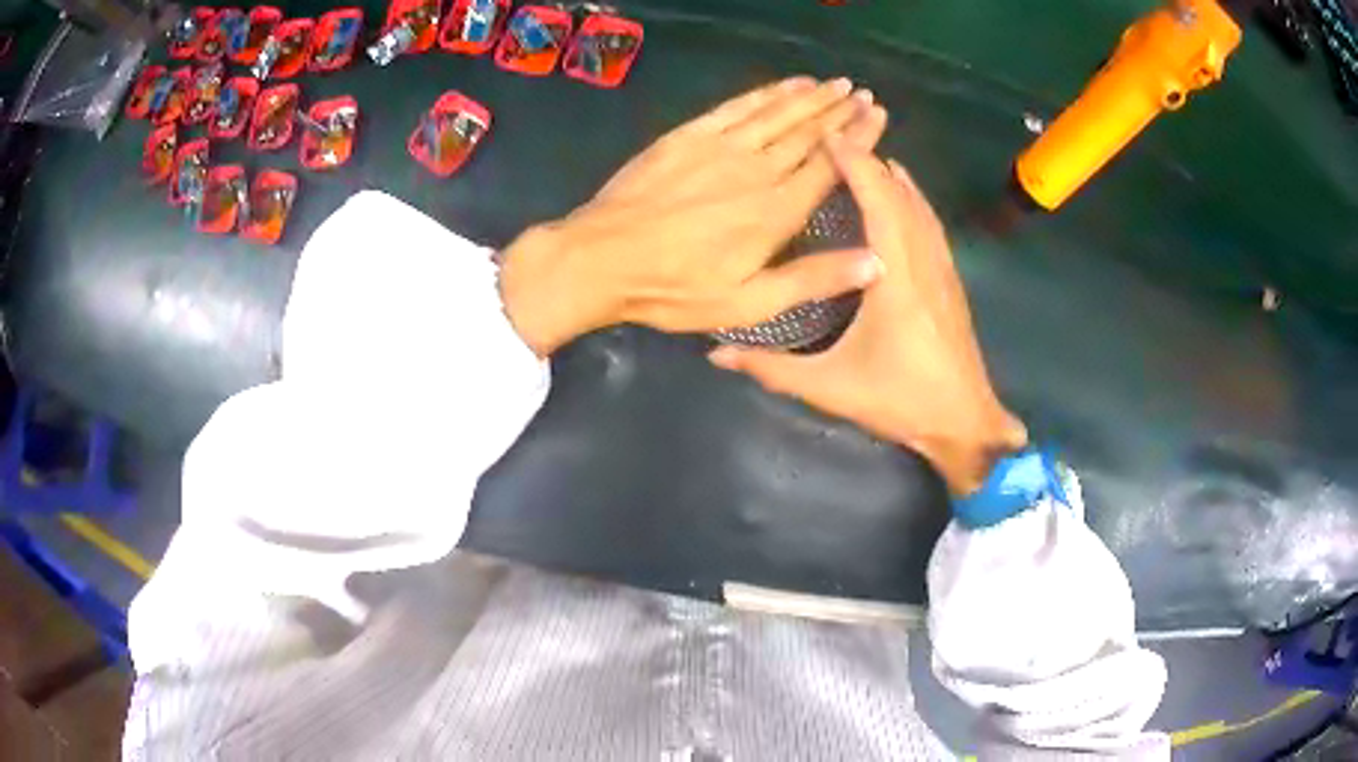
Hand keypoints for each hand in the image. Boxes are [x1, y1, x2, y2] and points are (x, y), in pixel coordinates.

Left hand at [500, 77, 887, 355]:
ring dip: (810, 96)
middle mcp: (757, 169)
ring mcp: (720, 146)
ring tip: (835, 83)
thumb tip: (877, 262)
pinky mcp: (689, 135)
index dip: (858, 139)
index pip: (830, 165)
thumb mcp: (747, 305)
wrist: (601, 258)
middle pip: (808, 133)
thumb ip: (812, 280)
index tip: (878, 117)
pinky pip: (737, 106)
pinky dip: (765, 92)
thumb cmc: (675, 290)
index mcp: (777, 212)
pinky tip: (785, 84)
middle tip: (863, 93)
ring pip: (777, 113)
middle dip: (839, 111)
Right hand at [708, 140, 1026, 494]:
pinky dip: (914, 200)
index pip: (878, 202)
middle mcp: (923, 262)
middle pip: (900, 195)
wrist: (964, 423)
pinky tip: (907, 195)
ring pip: (920, 207)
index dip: (855, 165)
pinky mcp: (952, 284)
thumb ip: (771, 368)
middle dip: (871, 161)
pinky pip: (931, 225)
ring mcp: (943, 271)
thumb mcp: (830, 387)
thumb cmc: (900, 401)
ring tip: (867, 156)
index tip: (828, 137)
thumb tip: (716, 352)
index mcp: (896, 278)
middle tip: (837, 139)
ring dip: (894, 178)